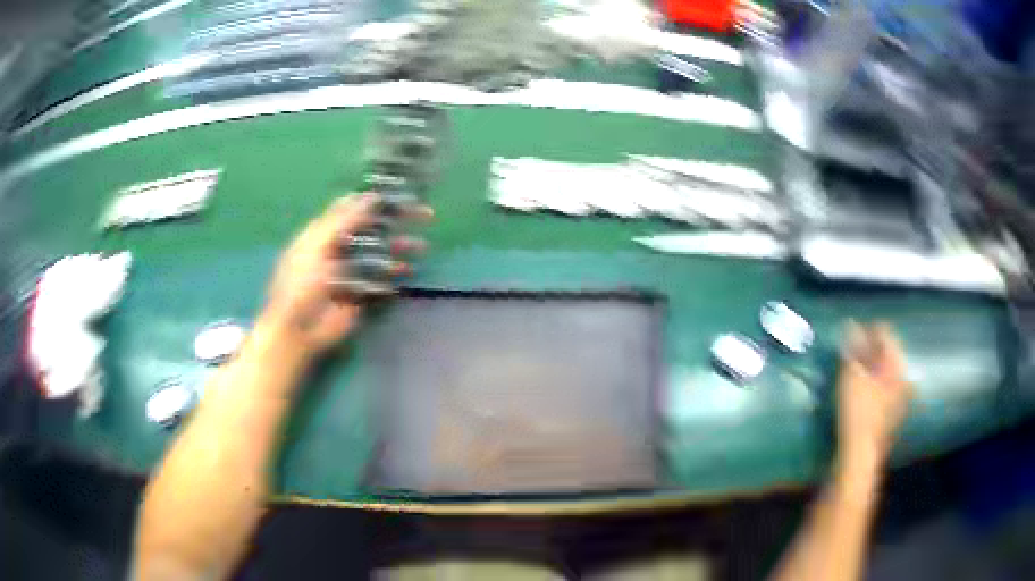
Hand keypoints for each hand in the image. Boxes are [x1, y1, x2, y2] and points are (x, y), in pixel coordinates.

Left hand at [260, 193, 426, 357]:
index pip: (352, 208)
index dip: (374, 200)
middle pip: (371, 229)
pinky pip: (381, 279)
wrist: (298, 330)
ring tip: (421, 246)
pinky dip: (394, 273)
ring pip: (379, 253)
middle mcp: (338, 248)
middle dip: (396, 221)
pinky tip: (407, 270)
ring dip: (399, 247)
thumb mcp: (316, 245)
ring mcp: (350, 272)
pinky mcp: (360, 294)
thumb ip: (342, 220)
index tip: (401, 194)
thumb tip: (370, 196)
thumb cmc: (300, 284)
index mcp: (323, 233)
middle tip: (424, 214)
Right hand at [836, 322, 912, 471]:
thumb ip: (853, 349)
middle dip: (870, 350)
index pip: (886, 334)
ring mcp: (899, 400)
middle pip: (887, 354)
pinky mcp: (890, 417)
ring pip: (885, 373)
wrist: (859, 457)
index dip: (868, 330)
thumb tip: (851, 325)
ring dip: (870, 368)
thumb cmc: (858, 413)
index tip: (850, 332)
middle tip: (851, 351)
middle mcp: (903, 380)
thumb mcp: (852, 377)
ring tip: (853, 370)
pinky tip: (859, 391)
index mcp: (898, 366)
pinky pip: (883, 390)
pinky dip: (872, 385)